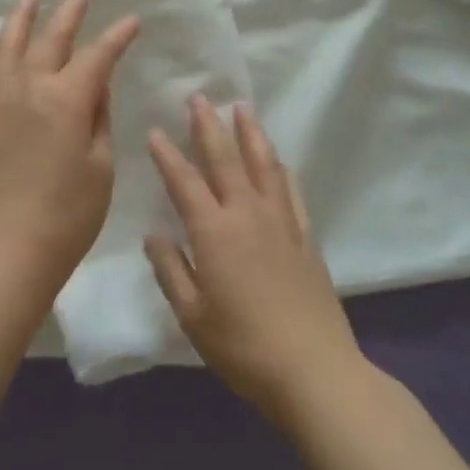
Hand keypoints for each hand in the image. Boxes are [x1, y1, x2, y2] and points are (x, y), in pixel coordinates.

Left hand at [0, 0, 139, 290]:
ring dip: (22, 16)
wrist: (3, 250)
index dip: (117, 36)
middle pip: (51, 37)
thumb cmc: (66, 216)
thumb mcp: (100, 167)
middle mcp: (28, 87)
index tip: (132, 20)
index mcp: (66, 99)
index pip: (97, 55)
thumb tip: (96, 86)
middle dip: (70, 11)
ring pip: (8, 44)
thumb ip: (99, 119)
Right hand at [145, 98, 364, 425]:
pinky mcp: (305, 237)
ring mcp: (280, 223)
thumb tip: (154, 235)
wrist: (315, 372)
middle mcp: (246, 215)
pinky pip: (290, 192)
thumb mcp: (193, 316)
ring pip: (263, 165)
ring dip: (250, 133)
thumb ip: (171, 271)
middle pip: (225, 159)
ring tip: (242, 108)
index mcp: (214, 232)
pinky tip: (278, 161)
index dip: (167, 155)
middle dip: (209, 126)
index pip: (185, 182)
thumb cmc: (244, 347)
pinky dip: (281, 170)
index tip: (156, 131)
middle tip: (199, 97)